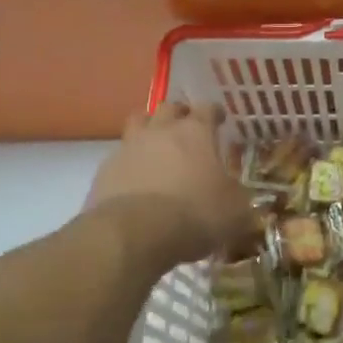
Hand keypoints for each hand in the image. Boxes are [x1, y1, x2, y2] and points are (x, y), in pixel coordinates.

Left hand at [86, 103, 257, 270]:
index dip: (214, 113)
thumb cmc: (194, 214)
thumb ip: (238, 197)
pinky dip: (129, 163)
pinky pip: (119, 156)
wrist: (134, 234)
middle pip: (168, 107)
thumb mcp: (234, 211)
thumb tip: (238, 196)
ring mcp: (129, 147)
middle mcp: (161, 130)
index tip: (219, 120)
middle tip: (186, 128)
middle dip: (179, 114)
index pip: (207, 108)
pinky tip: (135, 180)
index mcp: (195, 132)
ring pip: (138, 123)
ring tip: (156, 147)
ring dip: (148, 130)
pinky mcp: (105, 170)